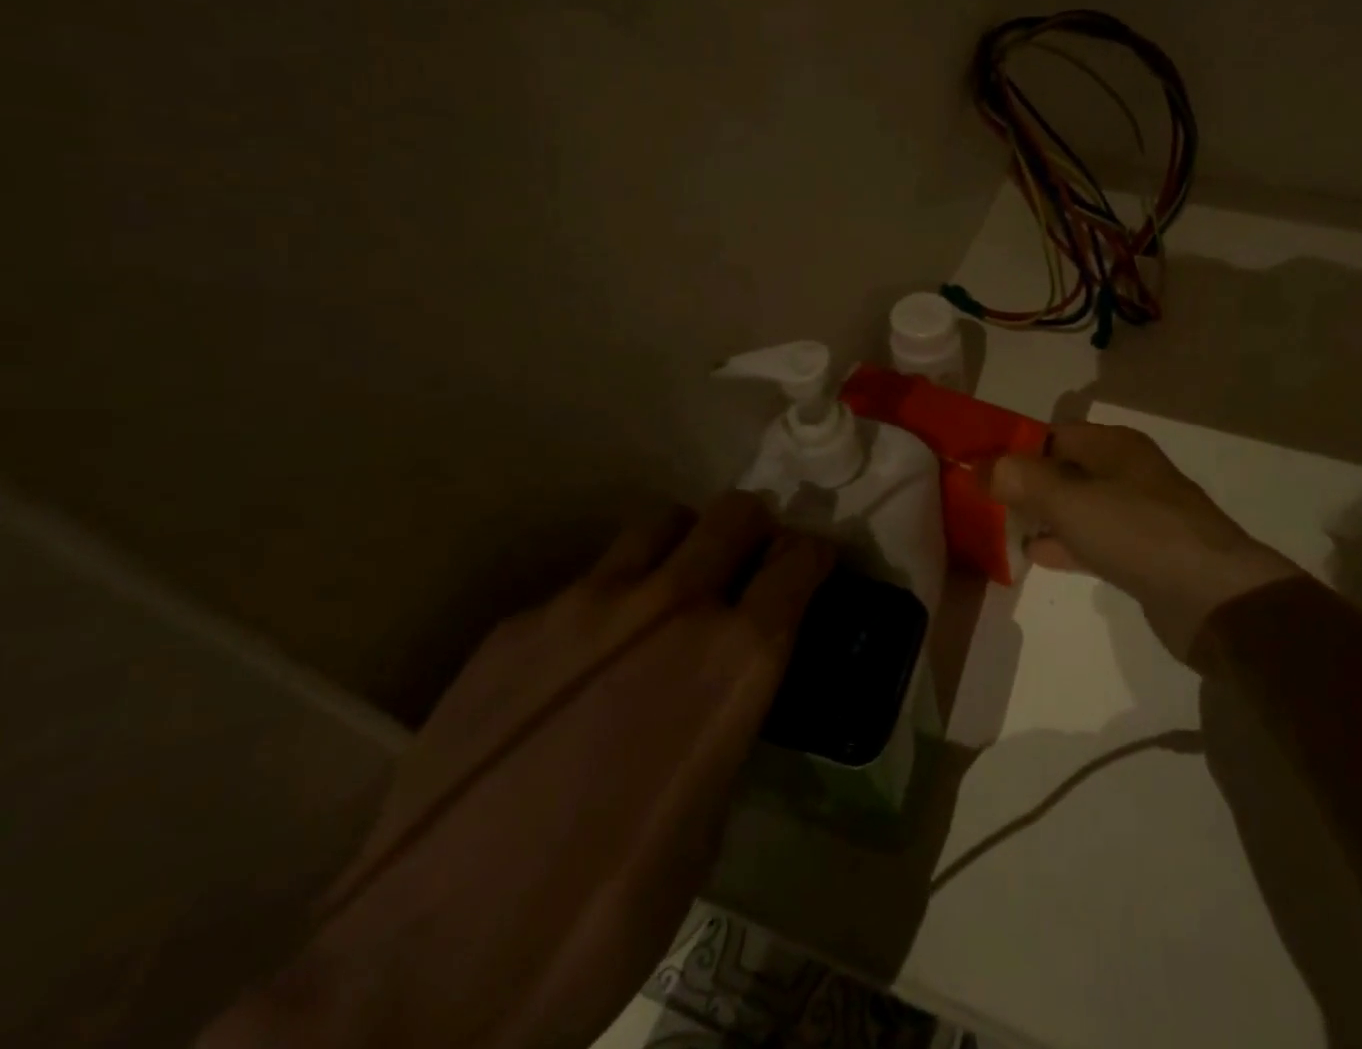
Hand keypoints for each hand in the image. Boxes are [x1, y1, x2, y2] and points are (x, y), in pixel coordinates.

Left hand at [202, 493, 831, 1048]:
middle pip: (734, 514)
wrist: (427, 967)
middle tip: (749, 560)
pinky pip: (583, 585)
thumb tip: (721, 695)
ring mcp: (586, 605)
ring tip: (667, 594)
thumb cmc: (605, 914)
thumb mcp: (708, 821)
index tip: (812, 566)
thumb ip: (724, 725)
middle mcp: (672, 606)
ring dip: (682, 547)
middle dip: (754, 529)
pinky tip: (576, 668)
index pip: (800, 563)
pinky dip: (605, 604)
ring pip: (658, 525)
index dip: (814, 557)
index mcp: (736, 656)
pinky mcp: (517, 626)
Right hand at [986, 422, 1297, 660]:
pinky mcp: (1143, 555)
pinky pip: (1093, 540)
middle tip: (982, 502)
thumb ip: (1021, 480)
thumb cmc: (1138, 533)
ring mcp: (1138, 515)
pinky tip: (1035, 556)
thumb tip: (979, 466)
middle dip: (1025, 484)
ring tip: (999, 528)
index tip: (977, 468)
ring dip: (1043, 515)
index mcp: (1114, 446)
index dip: (1014, 448)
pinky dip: (1064, 544)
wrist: (1213, 598)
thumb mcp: (1070, 500)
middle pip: (1064, 470)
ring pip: (1077, 506)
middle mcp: (1127, 472)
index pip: (1053, 434)